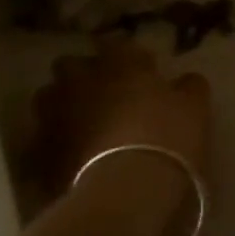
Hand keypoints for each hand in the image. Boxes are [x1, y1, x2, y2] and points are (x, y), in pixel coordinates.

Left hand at [31, 42, 211, 235]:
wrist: (128, 190)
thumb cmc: (166, 138)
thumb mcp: (194, 108)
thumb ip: (188, 87)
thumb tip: (185, 81)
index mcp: (118, 63)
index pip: (118, 45)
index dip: (130, 58)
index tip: (144, 72)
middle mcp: (80, 81)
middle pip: (70, 65)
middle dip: (82, 75)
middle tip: (103, 94)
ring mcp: (55, 115)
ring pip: (48, 99)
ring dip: (61, 106)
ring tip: (80, 125)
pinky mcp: (40, 153)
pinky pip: (42, 142)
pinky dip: (53, 145)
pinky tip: (69, 158)